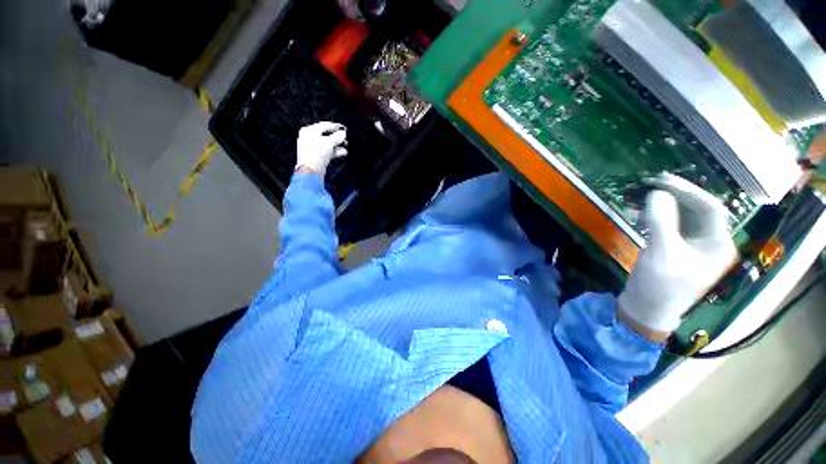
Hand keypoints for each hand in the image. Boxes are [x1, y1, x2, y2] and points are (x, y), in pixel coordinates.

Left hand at [296, 121, 347, 174]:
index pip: (324, 125)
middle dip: (336, 137)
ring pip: (325, 144)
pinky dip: (332, 151)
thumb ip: (338, 136)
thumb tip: (342, 134)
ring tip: (345, 145)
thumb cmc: (316, 153)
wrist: (310, 171)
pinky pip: (324, 151)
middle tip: (344, 137)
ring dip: (336, 145)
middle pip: (325, 135)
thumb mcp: (330, 141)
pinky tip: (342, 152)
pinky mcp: (313, 157)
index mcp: (309, 131)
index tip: (343, 128)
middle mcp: (307, 138)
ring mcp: (309, 148)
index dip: (335, 126)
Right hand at [618, 174, 737, 334]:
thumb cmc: (659, 290)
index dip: (690, 191)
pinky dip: (660, 212)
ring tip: (645, 200)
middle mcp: (711, 241)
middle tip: (654, 185)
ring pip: (685, 209)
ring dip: (666, 202)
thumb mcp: (662, 253)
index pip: (712, 207)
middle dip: (676, 195)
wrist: (643, 314)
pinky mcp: (681, 243)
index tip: (666, 183)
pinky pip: (675, 217)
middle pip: (698, 205)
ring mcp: (696, 242)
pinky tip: (643, 214)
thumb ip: (662, 218)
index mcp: (717, 247)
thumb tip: (657, 192)